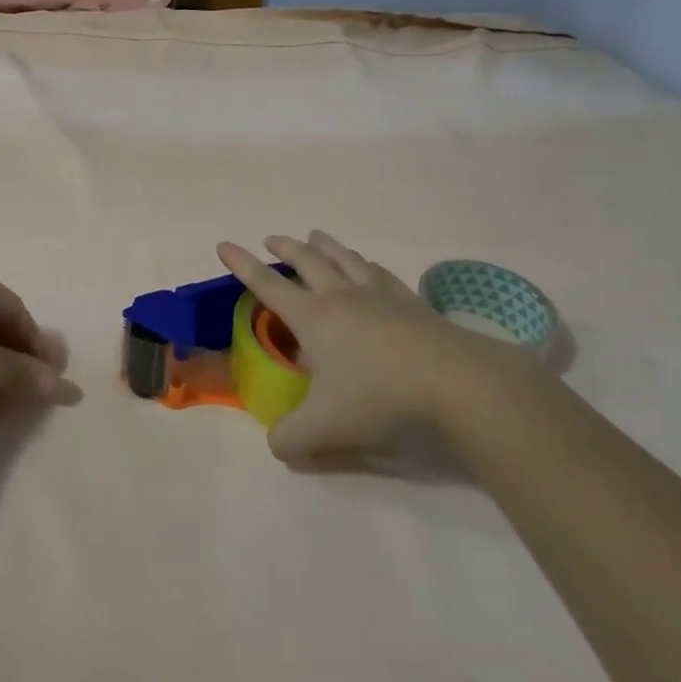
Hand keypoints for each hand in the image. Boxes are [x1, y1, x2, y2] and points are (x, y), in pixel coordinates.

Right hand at [218, 232, 527, 463]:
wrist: (455, 382)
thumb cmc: (379, 397)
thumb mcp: (325, 428)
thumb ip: (291, 438)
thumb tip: (276, 444)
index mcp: (314, 317)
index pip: (267, 285)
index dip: (242, 265)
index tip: (225, 245)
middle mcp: (342, 297)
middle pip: (307, 261)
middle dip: (285, 248)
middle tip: (272, 240)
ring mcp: (380, 295)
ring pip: (345, 259)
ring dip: (326, 246)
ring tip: (317, 237)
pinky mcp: (412, 303)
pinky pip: (381, 273)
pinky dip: (366, 264)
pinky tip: (369, 267)